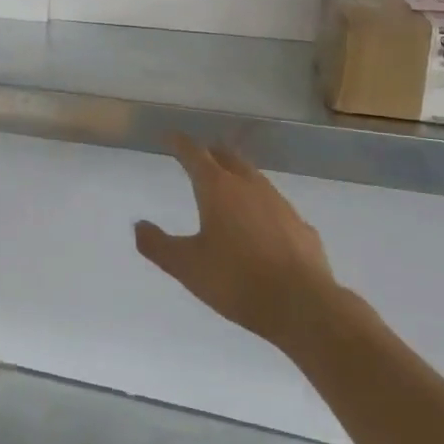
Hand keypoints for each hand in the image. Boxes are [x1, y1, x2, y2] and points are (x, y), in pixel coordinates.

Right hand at [135, 135, 339, 352]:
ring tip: (229, 185)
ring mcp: (280, 205)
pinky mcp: (302, 227)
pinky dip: (263, 207)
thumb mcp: (186, 266)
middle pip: (228, 158)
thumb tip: (138, 225)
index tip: (170, 136)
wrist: (304, 306)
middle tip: (200, 156)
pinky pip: (277, 207)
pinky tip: (263, 225)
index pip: (194, 154)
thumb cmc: (236, 280)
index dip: (179, 144)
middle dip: (211, 153)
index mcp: (217, 188)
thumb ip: (157, 245)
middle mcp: (249, 187)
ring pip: (255, 179)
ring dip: (238, 176)